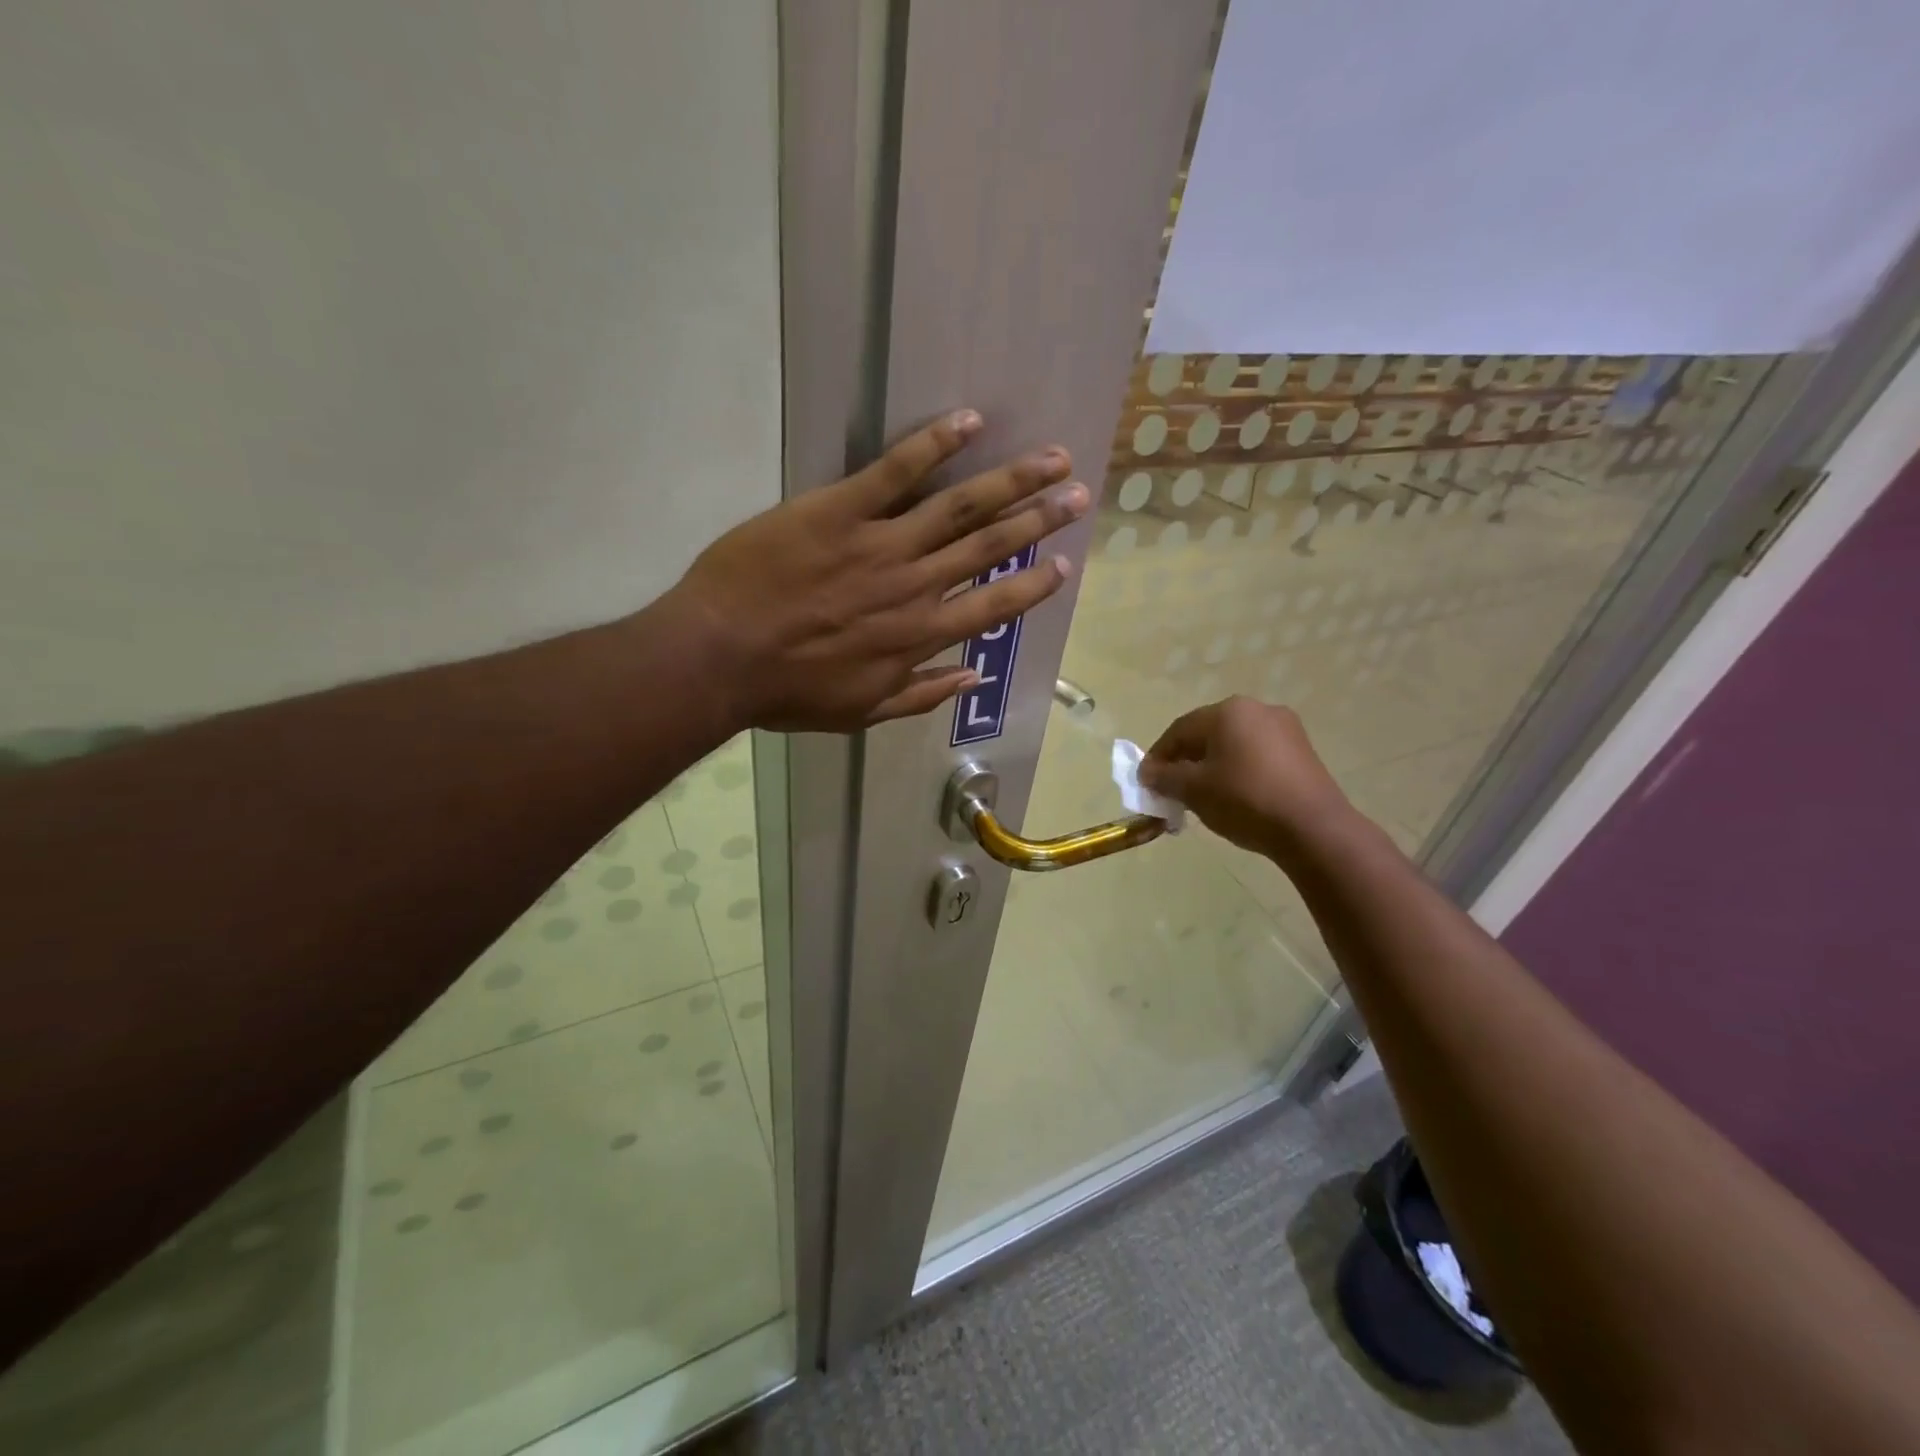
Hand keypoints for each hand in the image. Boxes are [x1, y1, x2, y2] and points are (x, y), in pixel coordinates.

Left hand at [668, 410, 1088, 732]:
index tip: (1064, 565)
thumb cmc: (788, 691)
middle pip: (989, 546)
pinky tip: (970, 421)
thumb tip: (971, 676)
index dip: (1032, 586)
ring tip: (1052, 458)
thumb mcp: (860, 712)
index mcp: (919, 637)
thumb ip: (920, 694)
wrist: (720, 656)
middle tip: (1080, 494)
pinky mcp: (839, 509)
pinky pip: (896, 471)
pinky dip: (935, 444)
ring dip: (1011, 481)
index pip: (993, 607)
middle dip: (1039, 519)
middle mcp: (915, 586)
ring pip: (959, 506)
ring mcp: (880, 543)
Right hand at [1140, 697, 1354, 857]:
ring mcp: (1284, 728)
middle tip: (1172, 790)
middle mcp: (1256, 709)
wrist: (1313, 828)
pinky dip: (1238, 770)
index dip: (1158, 756)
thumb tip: (1147, 772)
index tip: (1146, 782)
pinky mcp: (1302, 750)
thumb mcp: (1194, 790)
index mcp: (1228, 711)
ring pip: (1233, 744)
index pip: (1179, 730)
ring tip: (1202, 796)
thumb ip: (1164, 777)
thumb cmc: (1245, 800)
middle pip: (1207, 733)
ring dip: (1211, 766)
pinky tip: (1234, 796)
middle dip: (1185, 761)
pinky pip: (1257, 754)